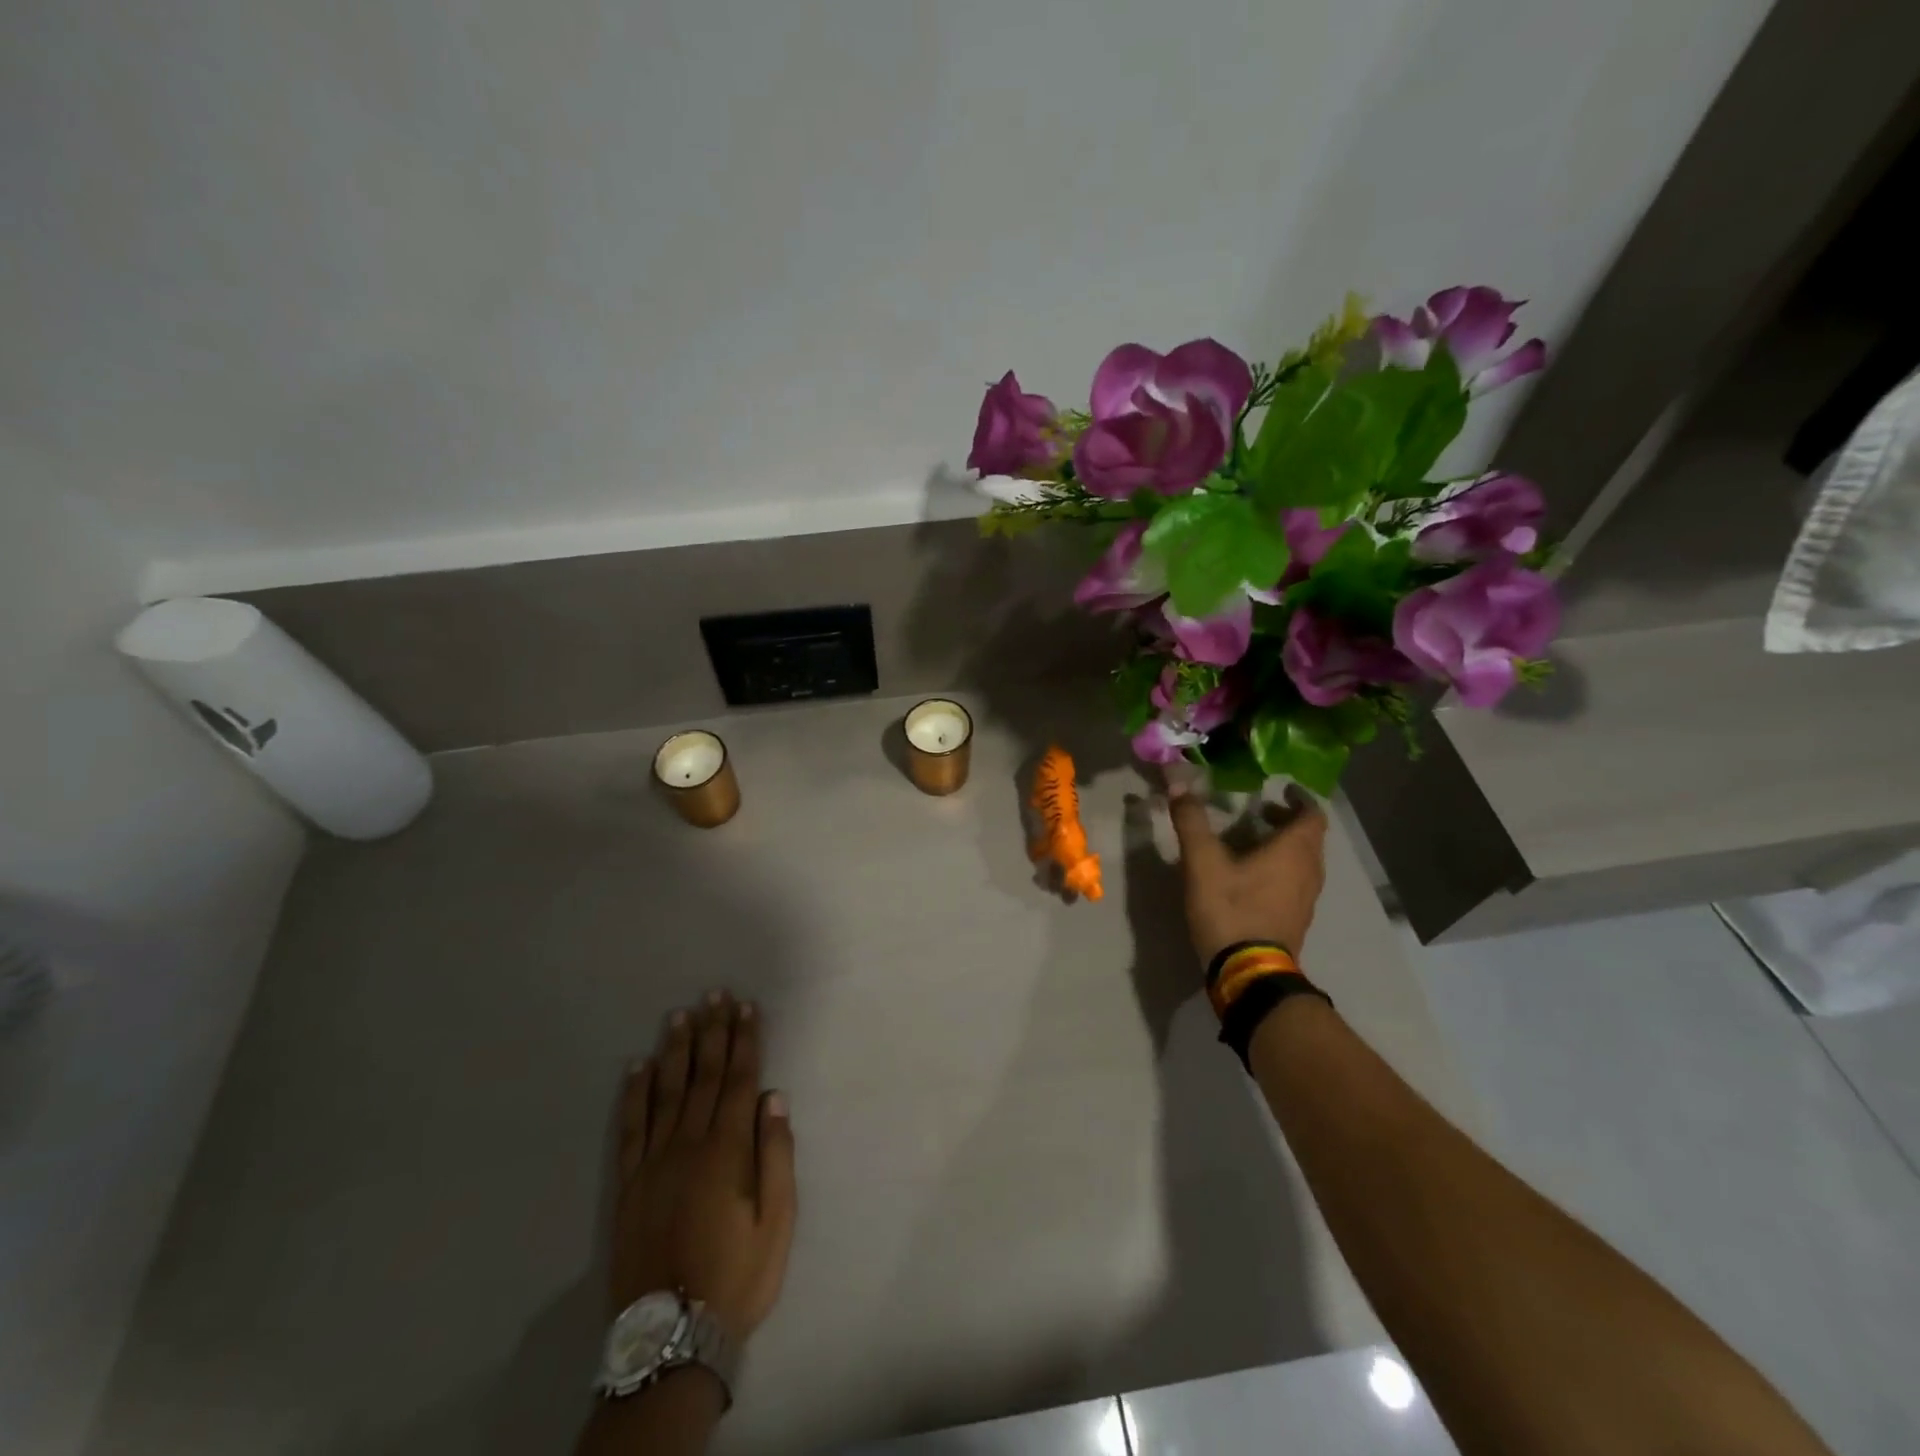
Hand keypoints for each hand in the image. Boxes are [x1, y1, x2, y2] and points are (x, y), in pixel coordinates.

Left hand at [612, 992, 796, 1345]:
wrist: (671, 1336)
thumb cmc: (737, 1276)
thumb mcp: (776, 1222)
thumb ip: (776, 1156)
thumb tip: (773, 1098)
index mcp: (727, 1150)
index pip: (740, 1080)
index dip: (745, 1040)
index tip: (746, 1007)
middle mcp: (689, 1144)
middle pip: (704, 1076)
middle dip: (712, 1032)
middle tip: (714, 995)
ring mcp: (654, 1162)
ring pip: (667, 1092)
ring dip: (676, 1050)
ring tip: (680, 1015)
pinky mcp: (629, 1184)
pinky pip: (631, 1128)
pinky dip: (633, 1093)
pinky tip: (637, 1066)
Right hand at [1165, 779, 1327, 966]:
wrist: (1248, 972)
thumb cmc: (1231, 909)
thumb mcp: (1203, 862)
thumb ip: (1192, 821)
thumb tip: (1179, 781)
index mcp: (1295, 851)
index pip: (1313, 815)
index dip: (1300, 798)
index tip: (1282, 788)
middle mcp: (1309, 872)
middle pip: (1309, 838)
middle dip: (1287, 821)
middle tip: (1260, 812)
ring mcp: (1306, 900)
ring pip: (1304, 862)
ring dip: (1285, 846)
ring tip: (1253, 841)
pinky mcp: (1296, 920)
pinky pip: (1296, 883)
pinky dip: (1282, 869)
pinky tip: (1252, 876)